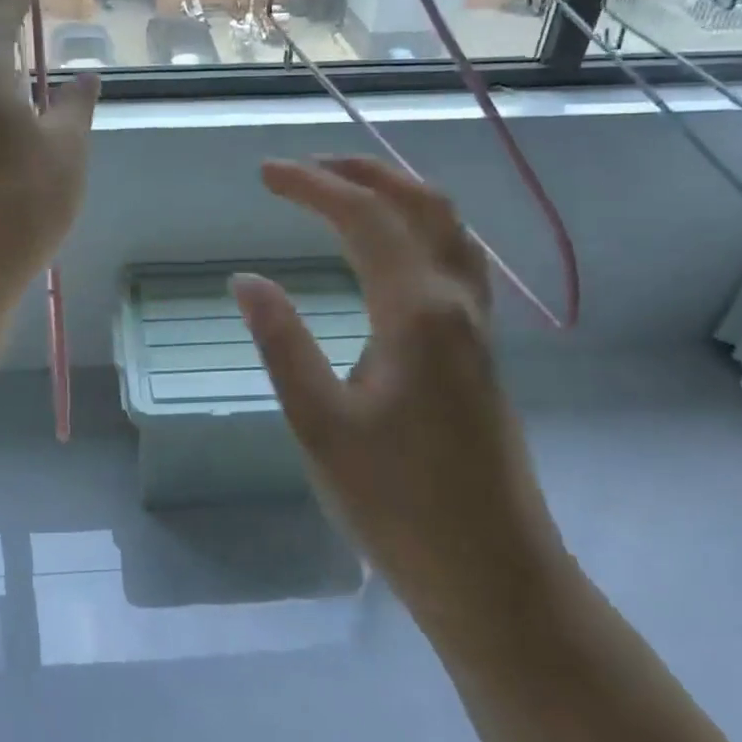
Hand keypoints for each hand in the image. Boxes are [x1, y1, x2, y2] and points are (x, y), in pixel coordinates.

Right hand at [232, 158, 561, 613]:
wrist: (495, 575)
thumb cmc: (398, 505)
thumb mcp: (320, 425)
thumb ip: (283, 344)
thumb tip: (246, 279)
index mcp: (416, 313)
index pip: (364, 218)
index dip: (313, 185)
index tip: (265, 174)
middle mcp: (456, 302)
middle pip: (419, 203)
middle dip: (361, 171)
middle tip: (305, 167)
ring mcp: (478, 324)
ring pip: (448, 226)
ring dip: (396, 191)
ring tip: (345, 187)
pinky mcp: (481, 347)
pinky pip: (455, 255)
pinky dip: (419, 223)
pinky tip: (392, 246)